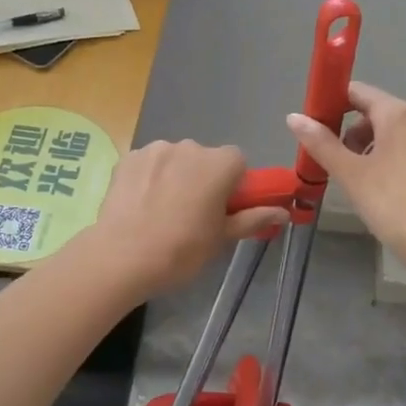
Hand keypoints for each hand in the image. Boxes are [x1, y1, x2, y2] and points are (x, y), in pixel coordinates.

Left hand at [92, 140, 288, 294]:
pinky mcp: (128, 157)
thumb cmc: (181, 250)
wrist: (121, 258)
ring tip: (162, 210)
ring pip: (176, 159)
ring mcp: (156, 149)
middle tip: (193, 214)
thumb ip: (254, 218)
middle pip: (206, 158)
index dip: (234, 184)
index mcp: (219, 164)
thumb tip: (284, 212)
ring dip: (175, 176)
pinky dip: (150, 177)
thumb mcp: (222, 238)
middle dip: (203, 179)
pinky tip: (141, 204)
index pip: (238, 162)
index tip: (223, 209)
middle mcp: (190, 146)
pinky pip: (149, 163)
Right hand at [286, 82, 405, 274]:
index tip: (314, 129)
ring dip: (370, 151)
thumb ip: (321, 143)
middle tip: (333, 165)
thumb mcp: (351, 174)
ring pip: (394, 135)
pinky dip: (392, 163)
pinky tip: (385, 194)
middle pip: (375, 114)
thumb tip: (294, 117)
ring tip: (357, 183)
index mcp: (398, 114)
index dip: (332, 105)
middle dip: (350, 134)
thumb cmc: (394, 205)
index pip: (357, 92)